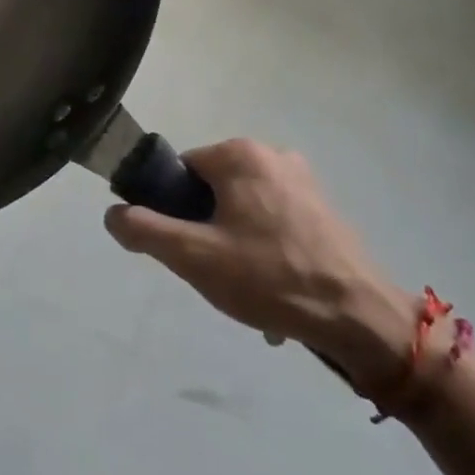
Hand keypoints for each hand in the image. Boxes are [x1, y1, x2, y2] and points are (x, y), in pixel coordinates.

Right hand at [105, 139, 410, 391]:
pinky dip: (265, 250)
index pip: (181, 171)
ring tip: (246, 288)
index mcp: (239, 154)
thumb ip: (143, 230)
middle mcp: (273, 155)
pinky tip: (275, 290)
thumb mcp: (193, 256)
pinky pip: (275, 222)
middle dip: (205, 229)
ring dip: (234, 244)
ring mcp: (304, 181)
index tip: (183, 247)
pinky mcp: (325, 209)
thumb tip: (112, 213)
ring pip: (243, 209)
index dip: (172, 209)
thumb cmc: (270, 278)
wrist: (362, 320)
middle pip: (212, 189)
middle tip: (214, 271)